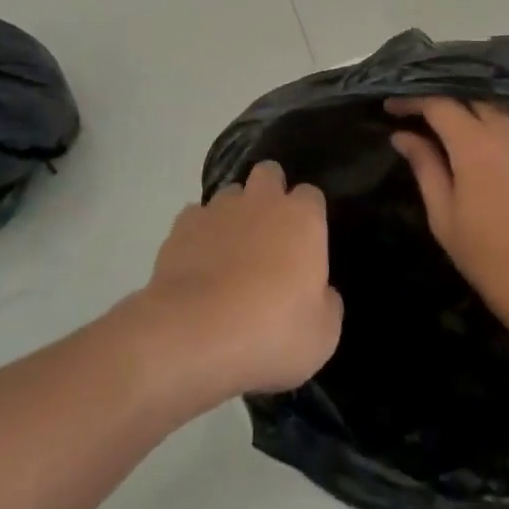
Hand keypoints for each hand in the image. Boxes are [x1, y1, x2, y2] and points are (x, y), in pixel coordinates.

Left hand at [142, 161, 342, 402]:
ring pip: (230, 194)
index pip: (311, 196)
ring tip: (229, 252)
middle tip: (268, 233)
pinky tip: (197, 265)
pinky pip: (195, 218)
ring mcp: (218, 209)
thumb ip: (327, 303)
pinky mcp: (181, 226)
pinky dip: (199, 235)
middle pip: (269, 174)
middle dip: (270, 193)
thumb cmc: (271, 332)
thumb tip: (321, 293)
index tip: (305, 244)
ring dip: (233, 214)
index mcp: (302, 218)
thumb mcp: (322, 334)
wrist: (194, 335)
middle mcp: (262, 201)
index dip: (308, 216)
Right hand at [388, 97, 508, 334]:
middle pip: (468, 97)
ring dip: (471, 105)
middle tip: (417, 114)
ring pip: (497, 104)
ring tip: (452, 120)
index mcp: (473, 142)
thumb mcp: (444, 215)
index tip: (390, 108)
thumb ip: (424, 167)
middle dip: (440, 100)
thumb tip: (402, 135)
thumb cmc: (489, 257)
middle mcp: (504, 128)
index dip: (412, 101)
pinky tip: (494, 129)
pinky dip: (504, 116)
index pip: (438, 103)